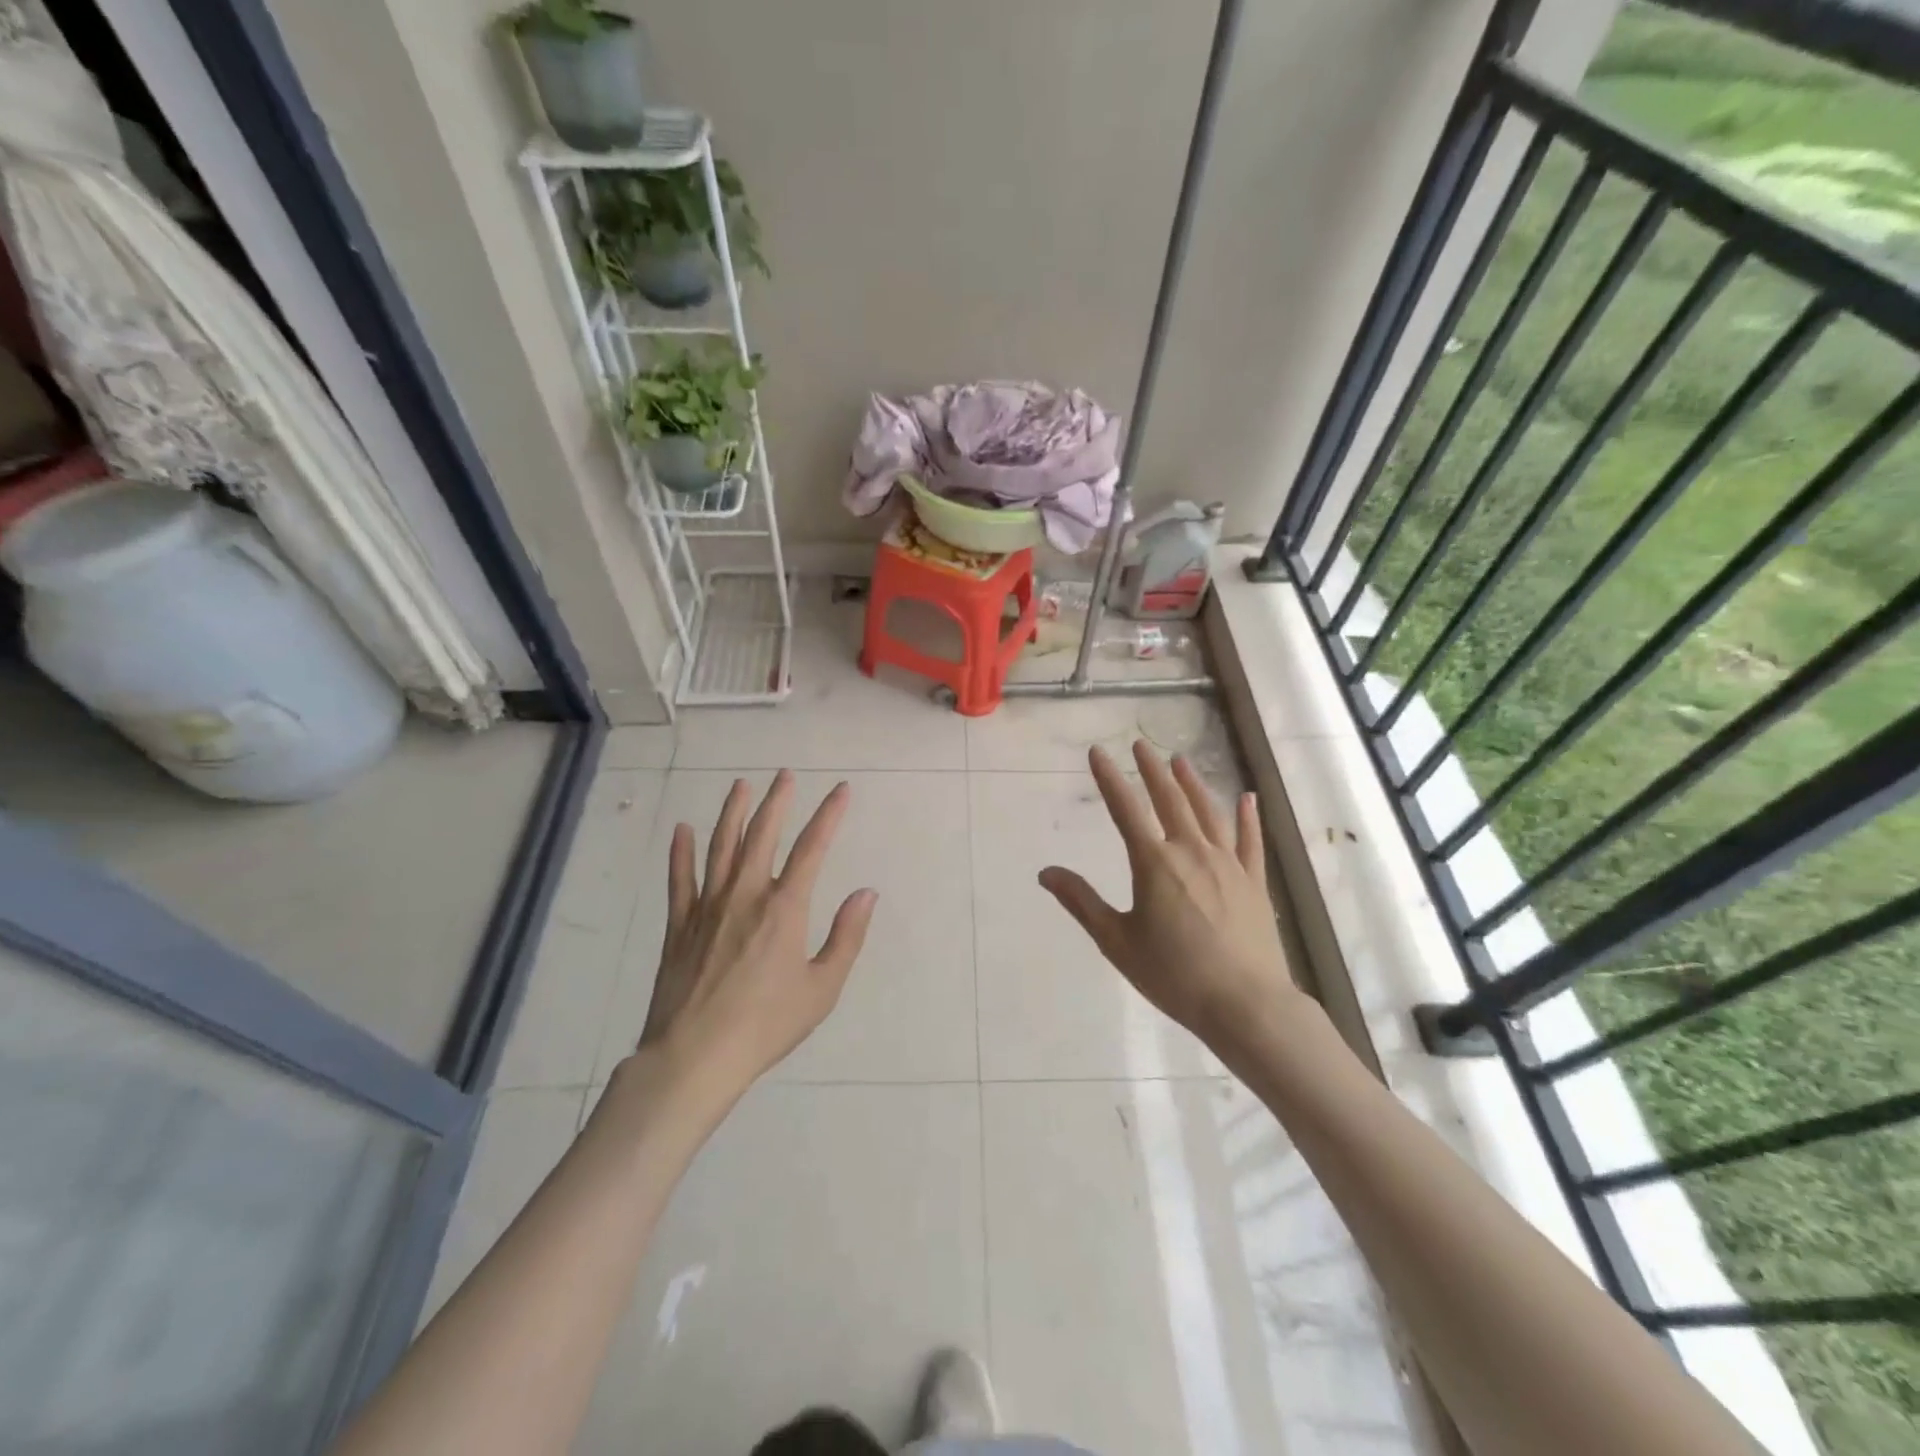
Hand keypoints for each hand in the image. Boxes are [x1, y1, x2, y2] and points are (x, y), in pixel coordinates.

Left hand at [635, 771, 877, 1103]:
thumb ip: (846, 936)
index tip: (840, 790)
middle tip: (784, 775)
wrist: (695, 1057)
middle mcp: (746, 895)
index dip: (829, 815)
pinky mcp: (679, 925)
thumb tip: (866, 892)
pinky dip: (680, 852)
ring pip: (720, 846)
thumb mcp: (822, 988)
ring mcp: (708, 907)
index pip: (813, 848)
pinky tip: (681, 830)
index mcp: (785, 908)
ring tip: (740, 785)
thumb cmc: (766, 1024)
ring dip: (732, 812)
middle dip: (777, 801)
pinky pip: (680, 879)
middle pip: (762, 835)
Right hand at [1039, 742, 1298, 1049]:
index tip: (1098, 752)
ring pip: (1208, 812)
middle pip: (1169, 800)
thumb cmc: (1174, 975)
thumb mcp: (1117, 941)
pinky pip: (1250, 840)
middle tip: (1141, 744)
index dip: (1109, 779)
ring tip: (1180, 760)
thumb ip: (1082, 902)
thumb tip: (1045, 872)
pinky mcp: (1254, 881)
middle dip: (1151, 770)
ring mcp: (1227, 863)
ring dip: (1192, 783)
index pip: (1125, 810)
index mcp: (1154, 863)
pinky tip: (1249, 799)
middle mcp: (1191, 852)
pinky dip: (1248, 817)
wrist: (1245, 1004)